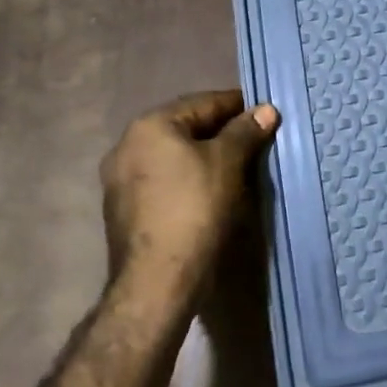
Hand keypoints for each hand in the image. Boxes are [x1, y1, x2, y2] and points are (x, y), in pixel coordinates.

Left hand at [100, 91, 278, 300]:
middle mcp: (127, 145)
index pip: (203, 103)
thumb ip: (245, 131)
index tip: (265, 113)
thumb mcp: (227, 164)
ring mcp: (120, 180)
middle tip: (255, 140)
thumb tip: (266, 109)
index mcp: (149, 125)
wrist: (156, 283)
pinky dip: (187, 180)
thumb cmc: (194, 210)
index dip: (238, 105)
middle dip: (221, 133)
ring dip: (204, 157)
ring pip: (173, 157)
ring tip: (238, 167)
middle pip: (185, 128)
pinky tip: (210, 193)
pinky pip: (164, 182)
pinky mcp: (123, 211)